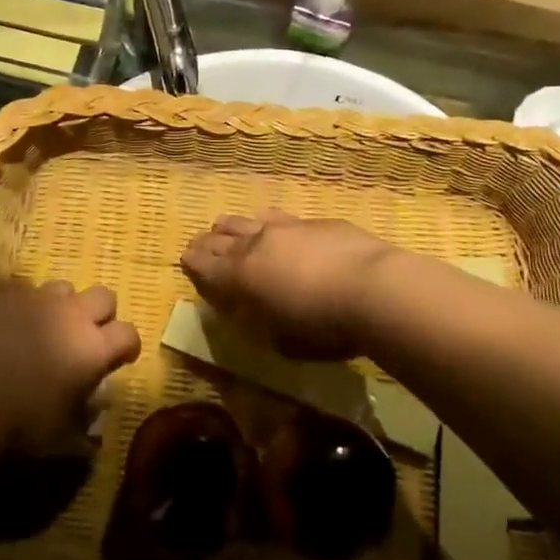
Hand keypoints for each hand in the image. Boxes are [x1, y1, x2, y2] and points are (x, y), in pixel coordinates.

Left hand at [0, 281, 141, 448]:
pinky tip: (17, 325)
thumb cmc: (22, 423)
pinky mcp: (9, 295)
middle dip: (102, 314)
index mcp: (94, 348)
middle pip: (105, 296)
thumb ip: (84, 421)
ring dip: (66, 305)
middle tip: (89, 337)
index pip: (129, 333)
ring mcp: (40, 299)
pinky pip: (29, 291)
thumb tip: (93, 420)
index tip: (122, 358)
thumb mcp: (62, 436)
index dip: (129, 345)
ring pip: (66, 288)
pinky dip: (30, 306)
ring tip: (50, 327)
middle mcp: (74, 315)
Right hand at [180, 210, 403, 360]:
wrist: (374, 288)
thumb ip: (260, 322)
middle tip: (200, 245)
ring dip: (235, 228)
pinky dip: (271, 226)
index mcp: (240, 275)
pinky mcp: (316, 221)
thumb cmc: (324, 327)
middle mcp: (256, 244)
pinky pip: (282, 219)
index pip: (204, 264)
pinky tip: (279, 231)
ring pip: (249, 220)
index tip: (186, 260)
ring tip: (231, 231)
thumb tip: (253, 312)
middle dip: (208, 242)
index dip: (193, 263)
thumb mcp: (282, 341)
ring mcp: (287, 227)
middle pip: (221, 237)